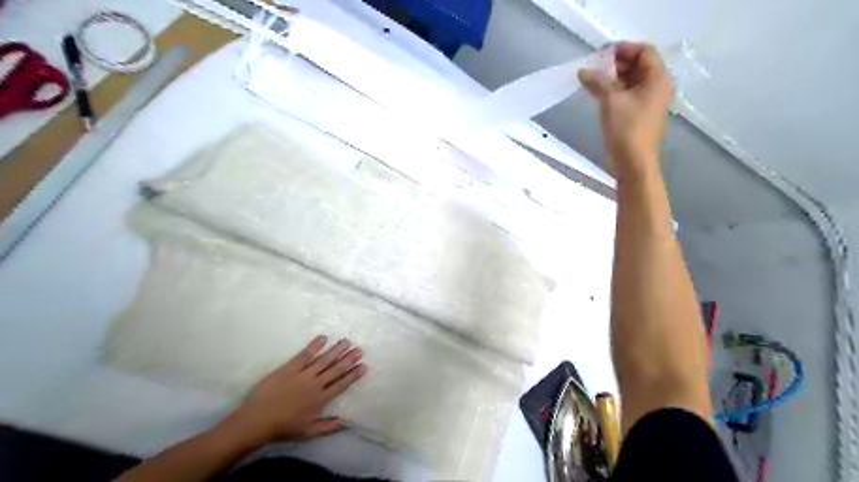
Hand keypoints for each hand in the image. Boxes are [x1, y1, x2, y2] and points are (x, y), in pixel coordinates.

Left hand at [219, 334, 364, 443]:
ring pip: (324, 360)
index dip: (353, 375)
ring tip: (346, 341)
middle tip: (360, 349)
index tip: (364, 366)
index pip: (342, 385)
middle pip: (336, 369)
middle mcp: (316, 385)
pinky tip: (323, 337)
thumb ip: (328, 427)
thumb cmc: (283, 428)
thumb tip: (346, 422)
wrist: (257, 421)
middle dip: (349, 359)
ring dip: (336, 350)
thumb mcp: (308, 432)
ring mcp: (303, 375)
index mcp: (321, 400)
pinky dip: (314, 346)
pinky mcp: (290, 368)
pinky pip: (305, 354)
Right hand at [579, 41, 674, 173]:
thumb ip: (598, 81)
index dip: (623, 48)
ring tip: (591, 80)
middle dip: (615, 63)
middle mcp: (657, 86)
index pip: (644, 51)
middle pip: (638, 64)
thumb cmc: (627, 129)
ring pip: (631, 80)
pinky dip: (614, 90)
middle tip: (593, 67)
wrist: (634, 163)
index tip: (600, 54)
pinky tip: (597, 93)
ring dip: (612, 77)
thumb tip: (583, 70)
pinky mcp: (639, 114)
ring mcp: (649, 101)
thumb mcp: (610, 101)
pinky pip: (628, 94)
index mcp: (657, 78)